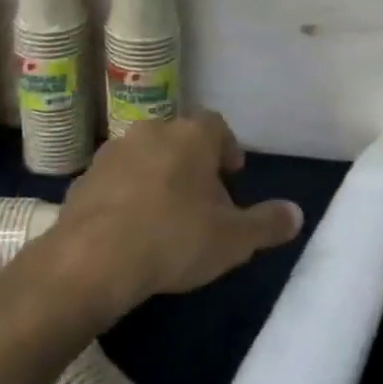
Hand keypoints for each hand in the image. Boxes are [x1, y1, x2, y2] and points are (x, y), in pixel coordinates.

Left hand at [50, 111, 303, 319]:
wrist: (93, 258)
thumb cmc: (174, 238)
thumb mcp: (233, 240)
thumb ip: (267, 224)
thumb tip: (297, 213)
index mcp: (191, 135)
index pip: (217, 126)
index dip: (228, 149)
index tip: (232, 177)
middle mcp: (151, 130)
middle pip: (179, 138)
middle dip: (192, 163)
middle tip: (202, 200)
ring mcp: (113, 151)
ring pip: (145, 155)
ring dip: (157, 176)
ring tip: (165, 215)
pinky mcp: (84, 177)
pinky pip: (115, 179)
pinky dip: (126, 194)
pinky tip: (129, 227)